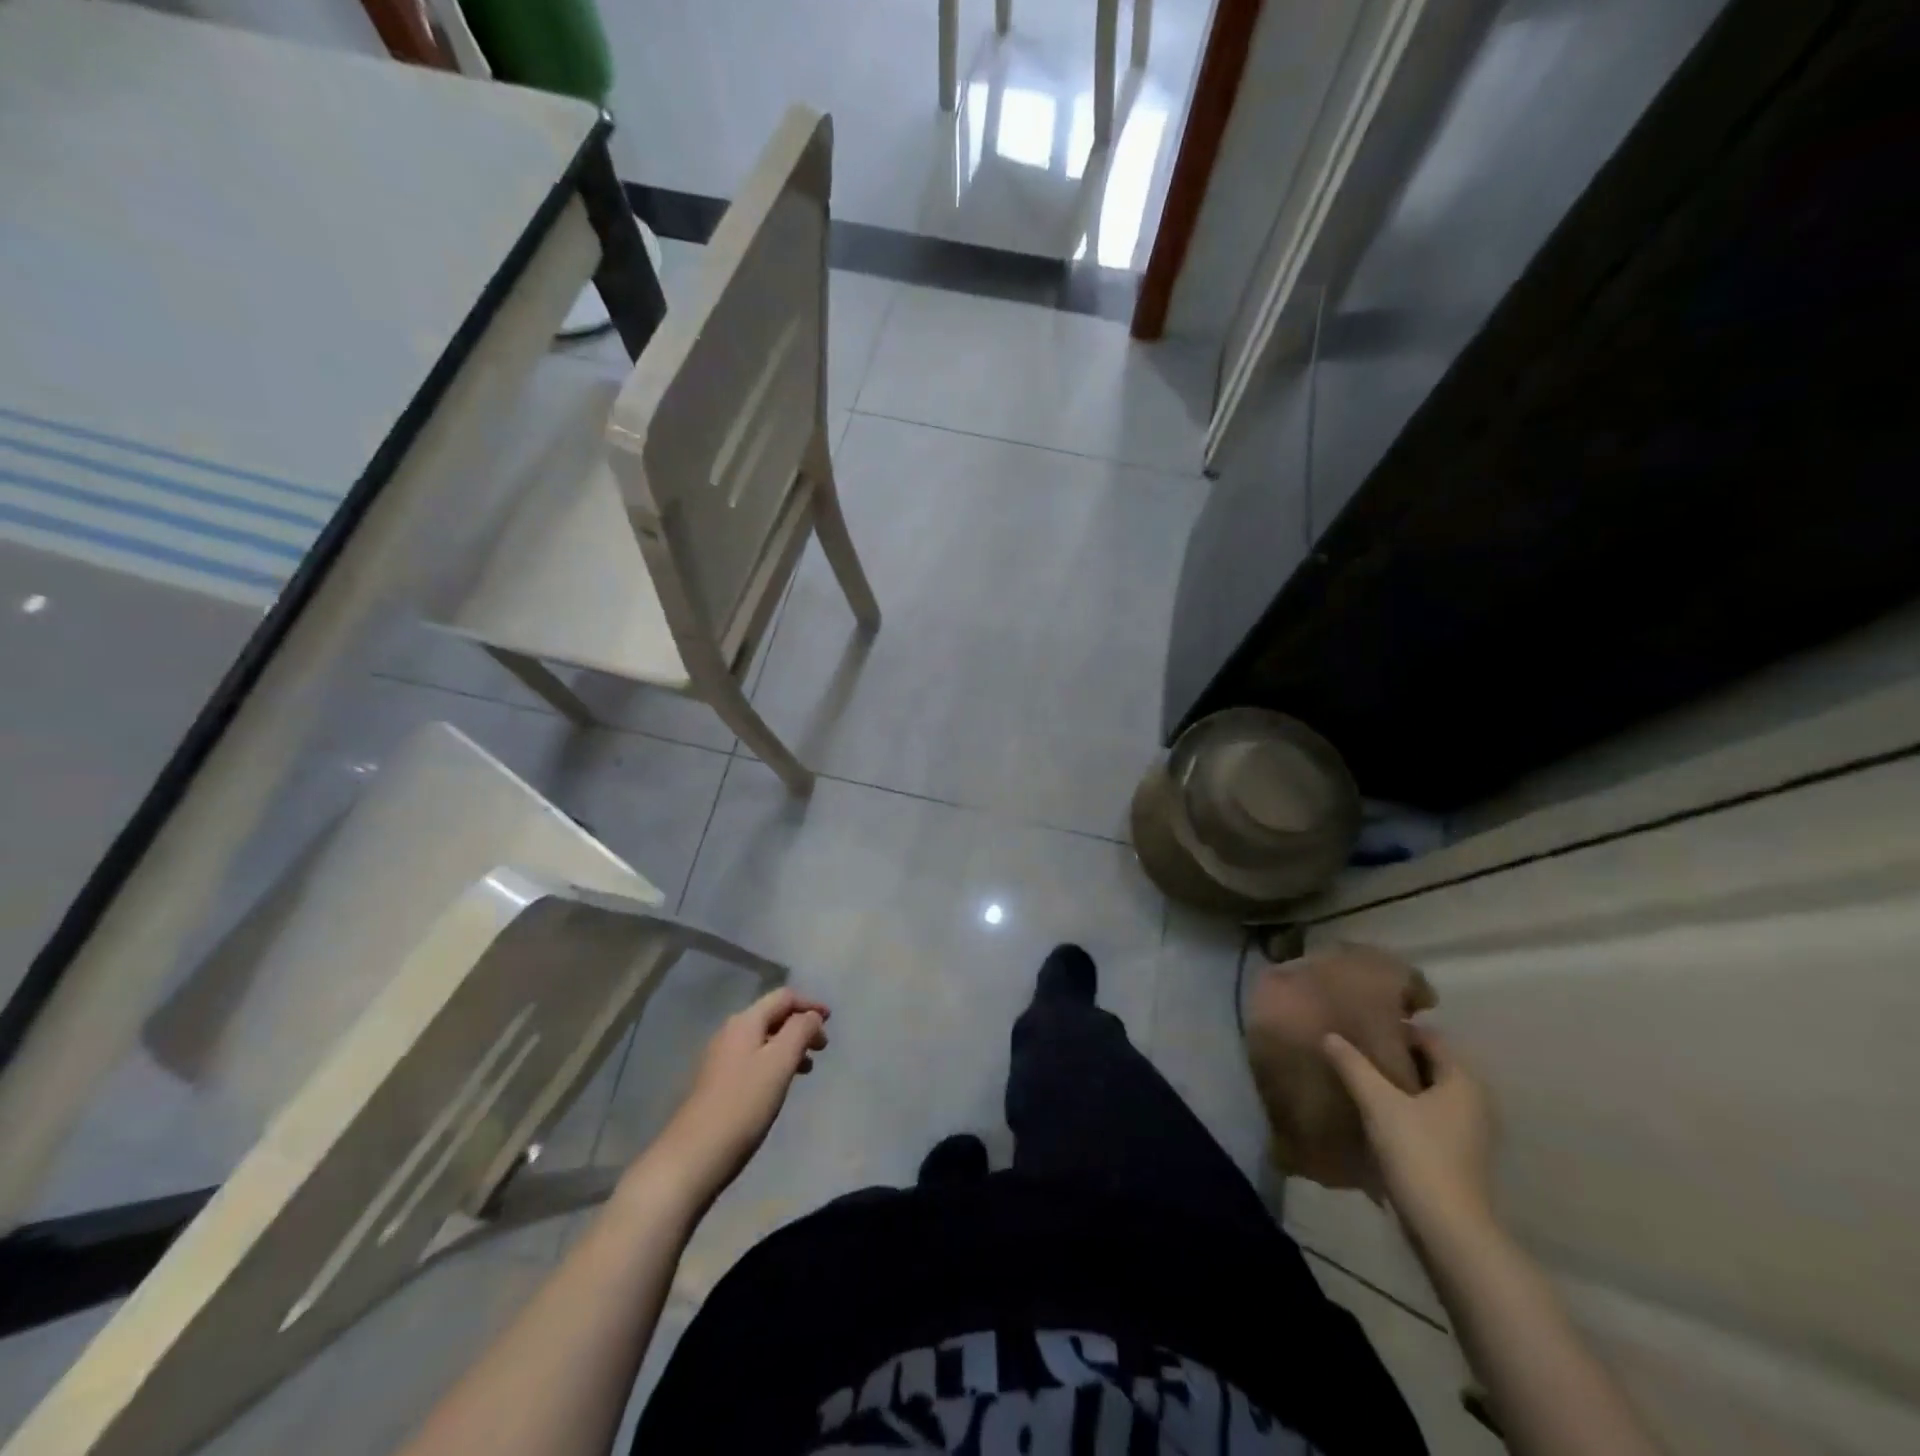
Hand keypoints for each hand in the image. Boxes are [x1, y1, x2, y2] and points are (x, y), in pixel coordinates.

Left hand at [649, 988, 829, 1203]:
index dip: (810, 1004)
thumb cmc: (743, 1104)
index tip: (831, 1021)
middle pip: (772, 1015)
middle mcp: (731, 1032)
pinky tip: (781, 1084)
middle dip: (801, 1025)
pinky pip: (754, 1059)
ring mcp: (721, 1058)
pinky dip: (774, 1062)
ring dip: (789, 1045)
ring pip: (764, 1039)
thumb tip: (812, 1016)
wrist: (694, 1155)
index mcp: (745, 1022)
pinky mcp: (718, 1082)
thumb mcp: (779, 1062)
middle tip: (822, 1047)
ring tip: (808, 1067)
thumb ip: (800, 1031)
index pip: (783, 997)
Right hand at [1323, 1024, 1496, 1243]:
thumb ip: (1353, 1065)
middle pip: (1430, 1064)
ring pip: (1427, 1092)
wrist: (1448, 1230)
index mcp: (1463, 1081)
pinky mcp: (1458, 1155)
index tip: (1362, 1026)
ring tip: (1358, 1077)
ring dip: (1396, 1083)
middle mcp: (1473, 1102)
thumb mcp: (1378, 1102)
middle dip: (1394, 1056)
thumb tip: (1330, 1035)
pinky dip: (1404, 1107)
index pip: (1431, 1038)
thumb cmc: (1418, 1153)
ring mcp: (1469, 1131)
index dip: (1397, 1029)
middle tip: (1355, 1048)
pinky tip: (1374, 1111)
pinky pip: (1427, 1116)